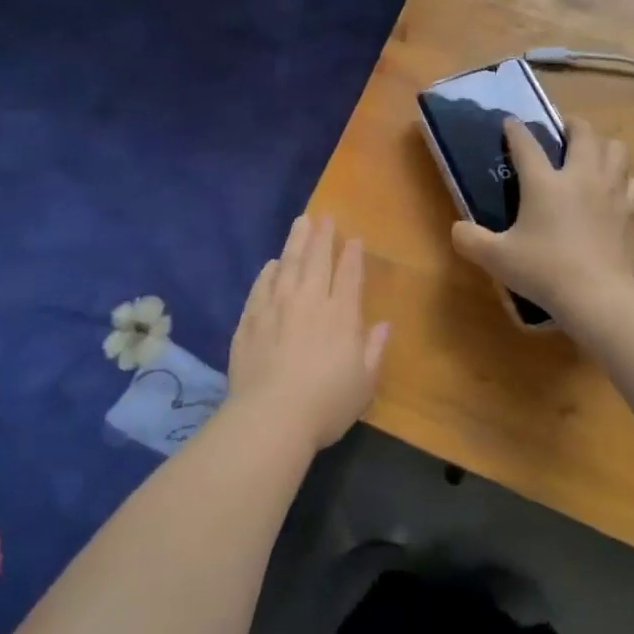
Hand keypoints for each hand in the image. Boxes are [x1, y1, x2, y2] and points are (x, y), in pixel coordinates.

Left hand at [228, 216, 388, 450]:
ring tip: (300, 223)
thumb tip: (384, 325)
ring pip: (287, 265)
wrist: (271, 417)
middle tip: (323, 217)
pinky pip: (261, 287)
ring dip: (295, 242)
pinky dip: (268, 273)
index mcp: (341, 315)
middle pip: (316, 260)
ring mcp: (276, 307)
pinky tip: (271, 265)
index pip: (348, 275)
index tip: (353, 237)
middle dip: (322, 237)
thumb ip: (374, 350)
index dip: (352, 254)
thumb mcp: (364, 384)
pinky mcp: (250, 320)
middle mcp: (309, 302)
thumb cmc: (326, 404)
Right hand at [451, 118, 633, 319]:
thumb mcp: (496, 258)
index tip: (510, 122)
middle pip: (583, 133)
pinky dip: (626, 178)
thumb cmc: (544, 271)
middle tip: (563, 131)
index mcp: (544, 182)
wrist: (598, 296)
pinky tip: (618, 188)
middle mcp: (580, 176)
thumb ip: (470, 240)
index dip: (515, 130)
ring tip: (592, 154)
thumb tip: (458, 229)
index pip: (526, 144)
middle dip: (572, 125)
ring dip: (603, 145)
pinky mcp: (631, 211)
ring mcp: (611, 191)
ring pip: (616, 149)